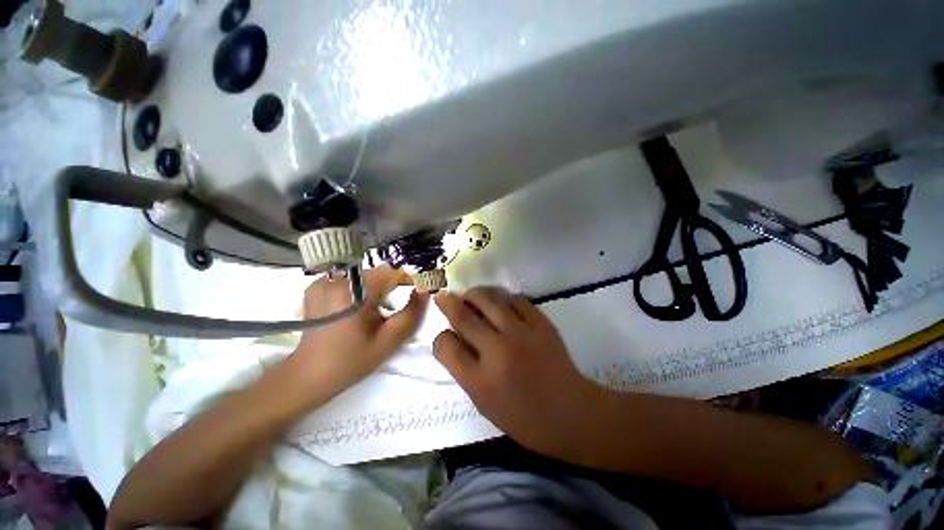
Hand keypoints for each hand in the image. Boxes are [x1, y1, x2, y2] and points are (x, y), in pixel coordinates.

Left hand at [286, 266, 426, 405]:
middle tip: (389, 312)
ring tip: (371, 313)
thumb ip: (411, 314)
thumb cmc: (351, 360)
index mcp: (356, 292)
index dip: (407, 283)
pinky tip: (353, 309)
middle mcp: (338, 279)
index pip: (392, 273)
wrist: (308, 376)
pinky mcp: (316, 286)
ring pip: (364, 276)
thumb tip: (424, 290)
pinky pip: (348, 280)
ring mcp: (324, 281)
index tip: (411, 298)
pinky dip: (357, 290)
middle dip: (390, 288)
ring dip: (374, 289)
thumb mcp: (388, 341)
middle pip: (378, 273)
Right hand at [433, 287, 603, 458]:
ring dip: (474, 294)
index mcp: (480, 380)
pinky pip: (516, 299)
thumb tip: (455, 338)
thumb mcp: (485, 402)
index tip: (445, 335)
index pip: (446, 346)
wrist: (572, 413)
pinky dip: (503, 297)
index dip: (441, 338)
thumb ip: (466, 369)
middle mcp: (497, 351)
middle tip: (445, 297)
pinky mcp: (541, 323)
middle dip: (448, 302)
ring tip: (471, 296)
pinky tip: (501, 302)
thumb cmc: (524, 417)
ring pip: (489, 299)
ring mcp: (521, 333)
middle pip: (463, 316)